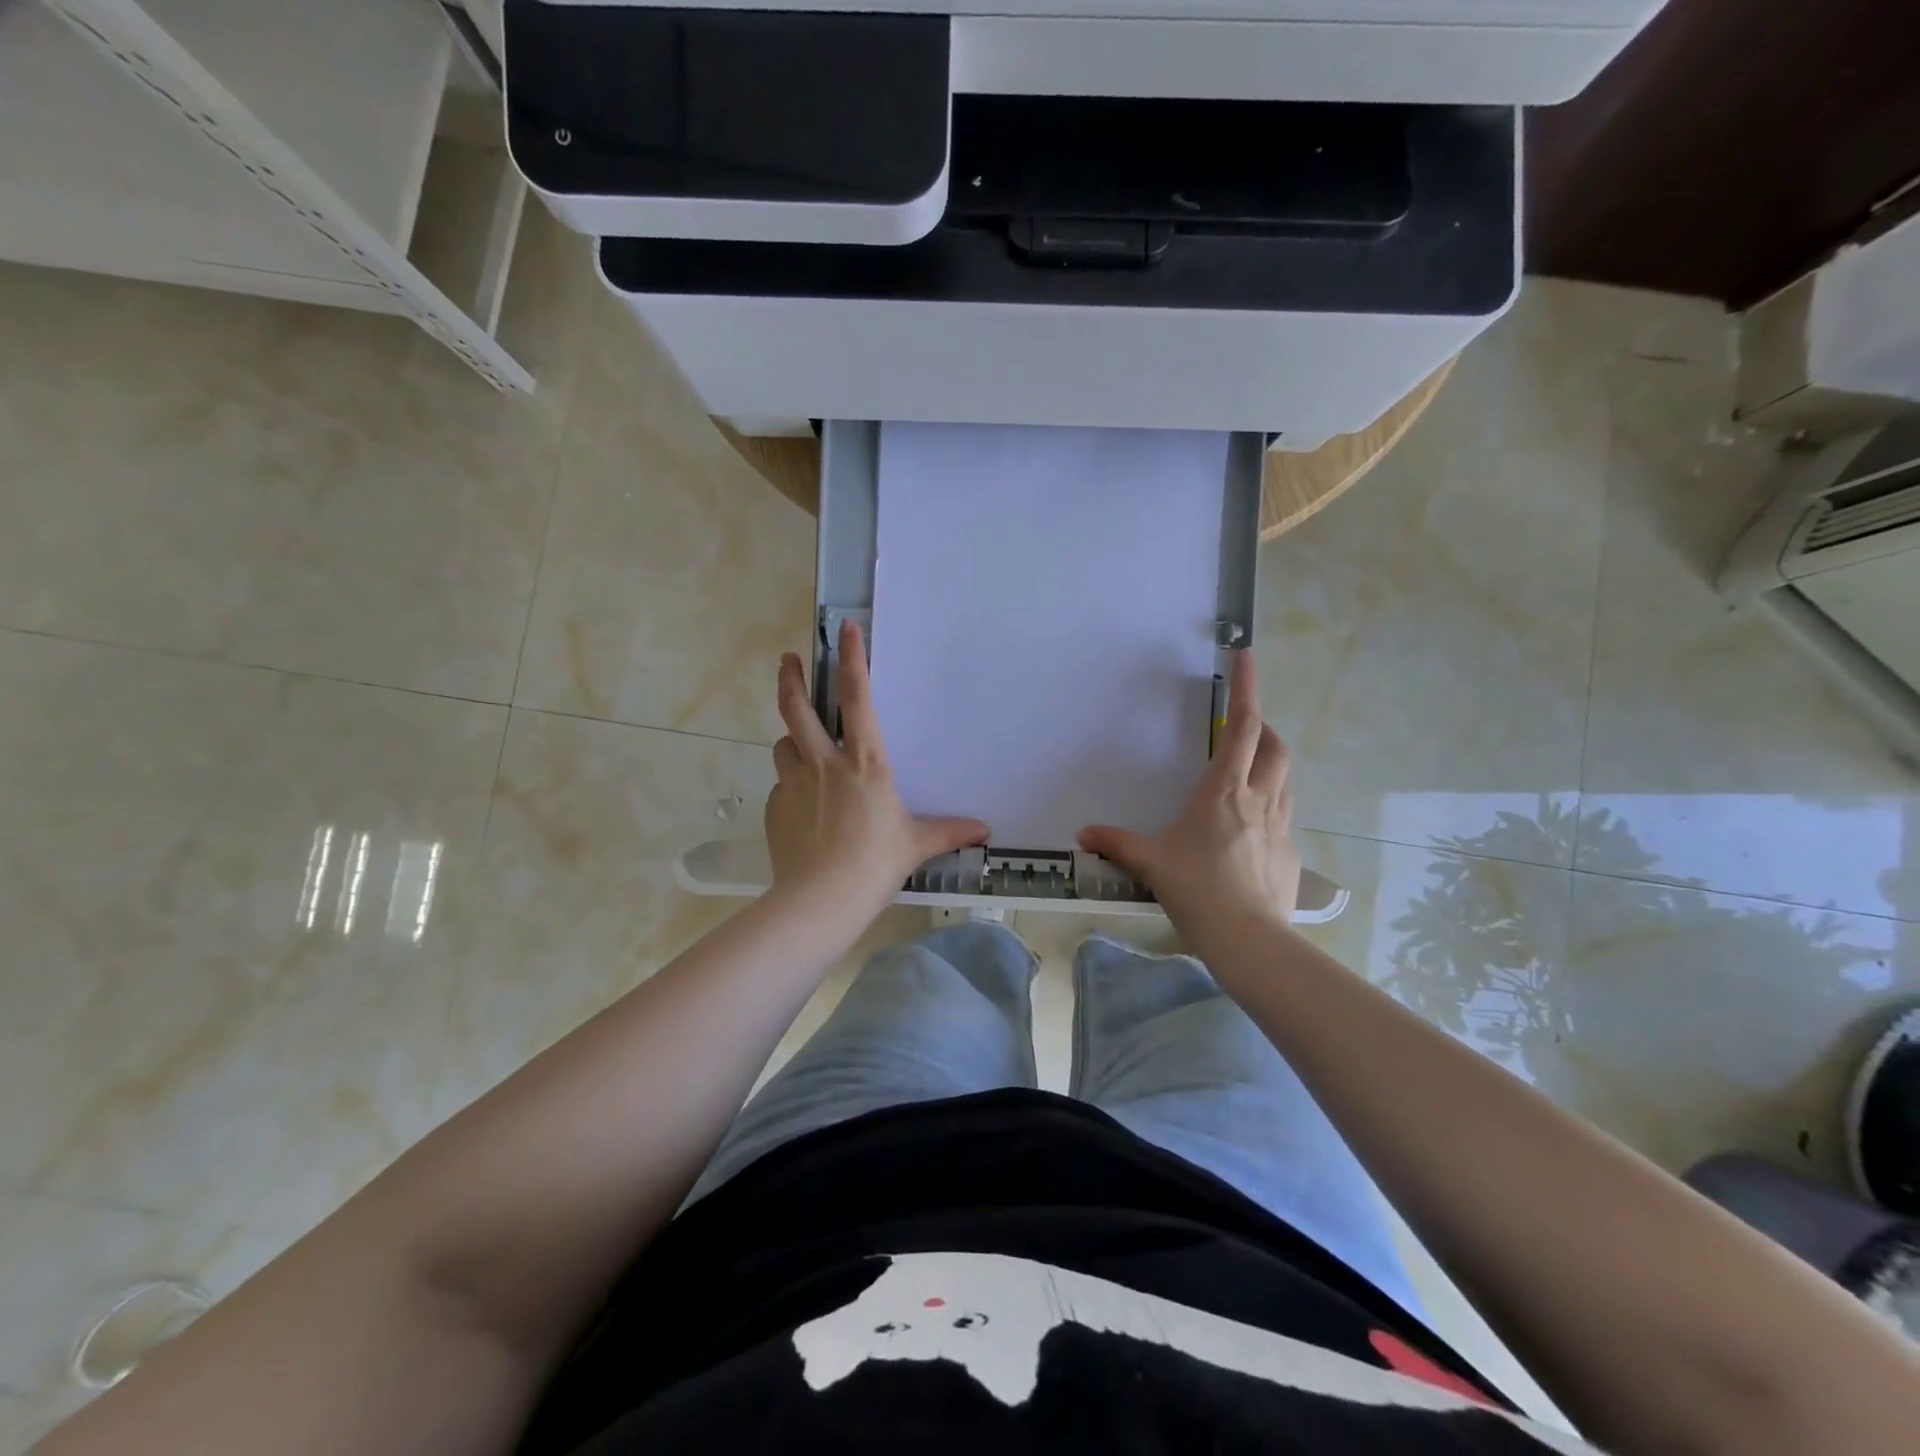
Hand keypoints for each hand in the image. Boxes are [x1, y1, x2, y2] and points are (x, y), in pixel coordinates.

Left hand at [766, 619, 988, 915]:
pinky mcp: (775, 807)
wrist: (820, 900)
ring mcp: (793, 783)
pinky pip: (780, 784)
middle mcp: (824, 762)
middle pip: (797, 707)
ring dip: (792, 739)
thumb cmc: (875, 863)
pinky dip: (790, 784)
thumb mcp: (916, 844)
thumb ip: (948, 831)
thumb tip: (985, 830)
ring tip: (802, 747)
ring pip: (784, 744)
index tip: (846, 628)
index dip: (852, 659)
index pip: (857, 698)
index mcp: (864, 762)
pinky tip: (801, 807)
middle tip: (789, 660)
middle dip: (791, 678)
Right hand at [1078, 650, 1299, 928]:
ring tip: (1248, 771)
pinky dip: (1271, 804)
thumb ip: (1116, 843)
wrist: (1247, 938)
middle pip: (1275, 747)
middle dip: (1263, 728)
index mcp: (1223, 791)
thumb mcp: (1150, 862)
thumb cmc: (1196, 888)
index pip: (1242, 727)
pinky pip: (1283, 814)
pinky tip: (1250, 827)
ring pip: (1285, 778)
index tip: (1247, 654)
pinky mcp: (1288, 852)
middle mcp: (1257, 799)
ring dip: (1270, 763)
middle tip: (1245, 727)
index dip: (1247, 689)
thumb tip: (1083, 835)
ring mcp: (1279, 826)